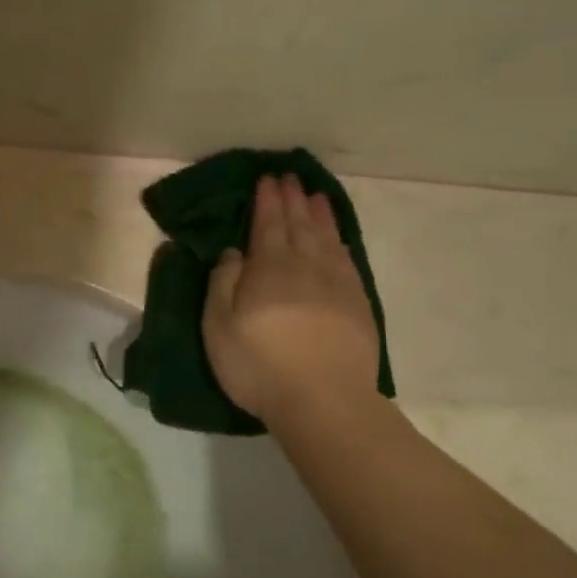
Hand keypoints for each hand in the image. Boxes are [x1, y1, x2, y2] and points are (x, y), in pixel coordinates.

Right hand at [203, 174, 381, 420]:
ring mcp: (336, 284)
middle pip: (298, 224)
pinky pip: (346, 260)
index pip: (267, 224)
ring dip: (319, 215)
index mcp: (269, 268)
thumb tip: (233, 252)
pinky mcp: (357, 304)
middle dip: (292, 199)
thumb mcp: (219, 327)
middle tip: (289, 178)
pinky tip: (336, 239)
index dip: (266, 201)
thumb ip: (222, 283)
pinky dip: (339, 242)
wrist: (323, 399)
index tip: (267, 179)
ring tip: (315, 196)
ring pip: (326, 238)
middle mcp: (305, 265)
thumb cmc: (259, 365)